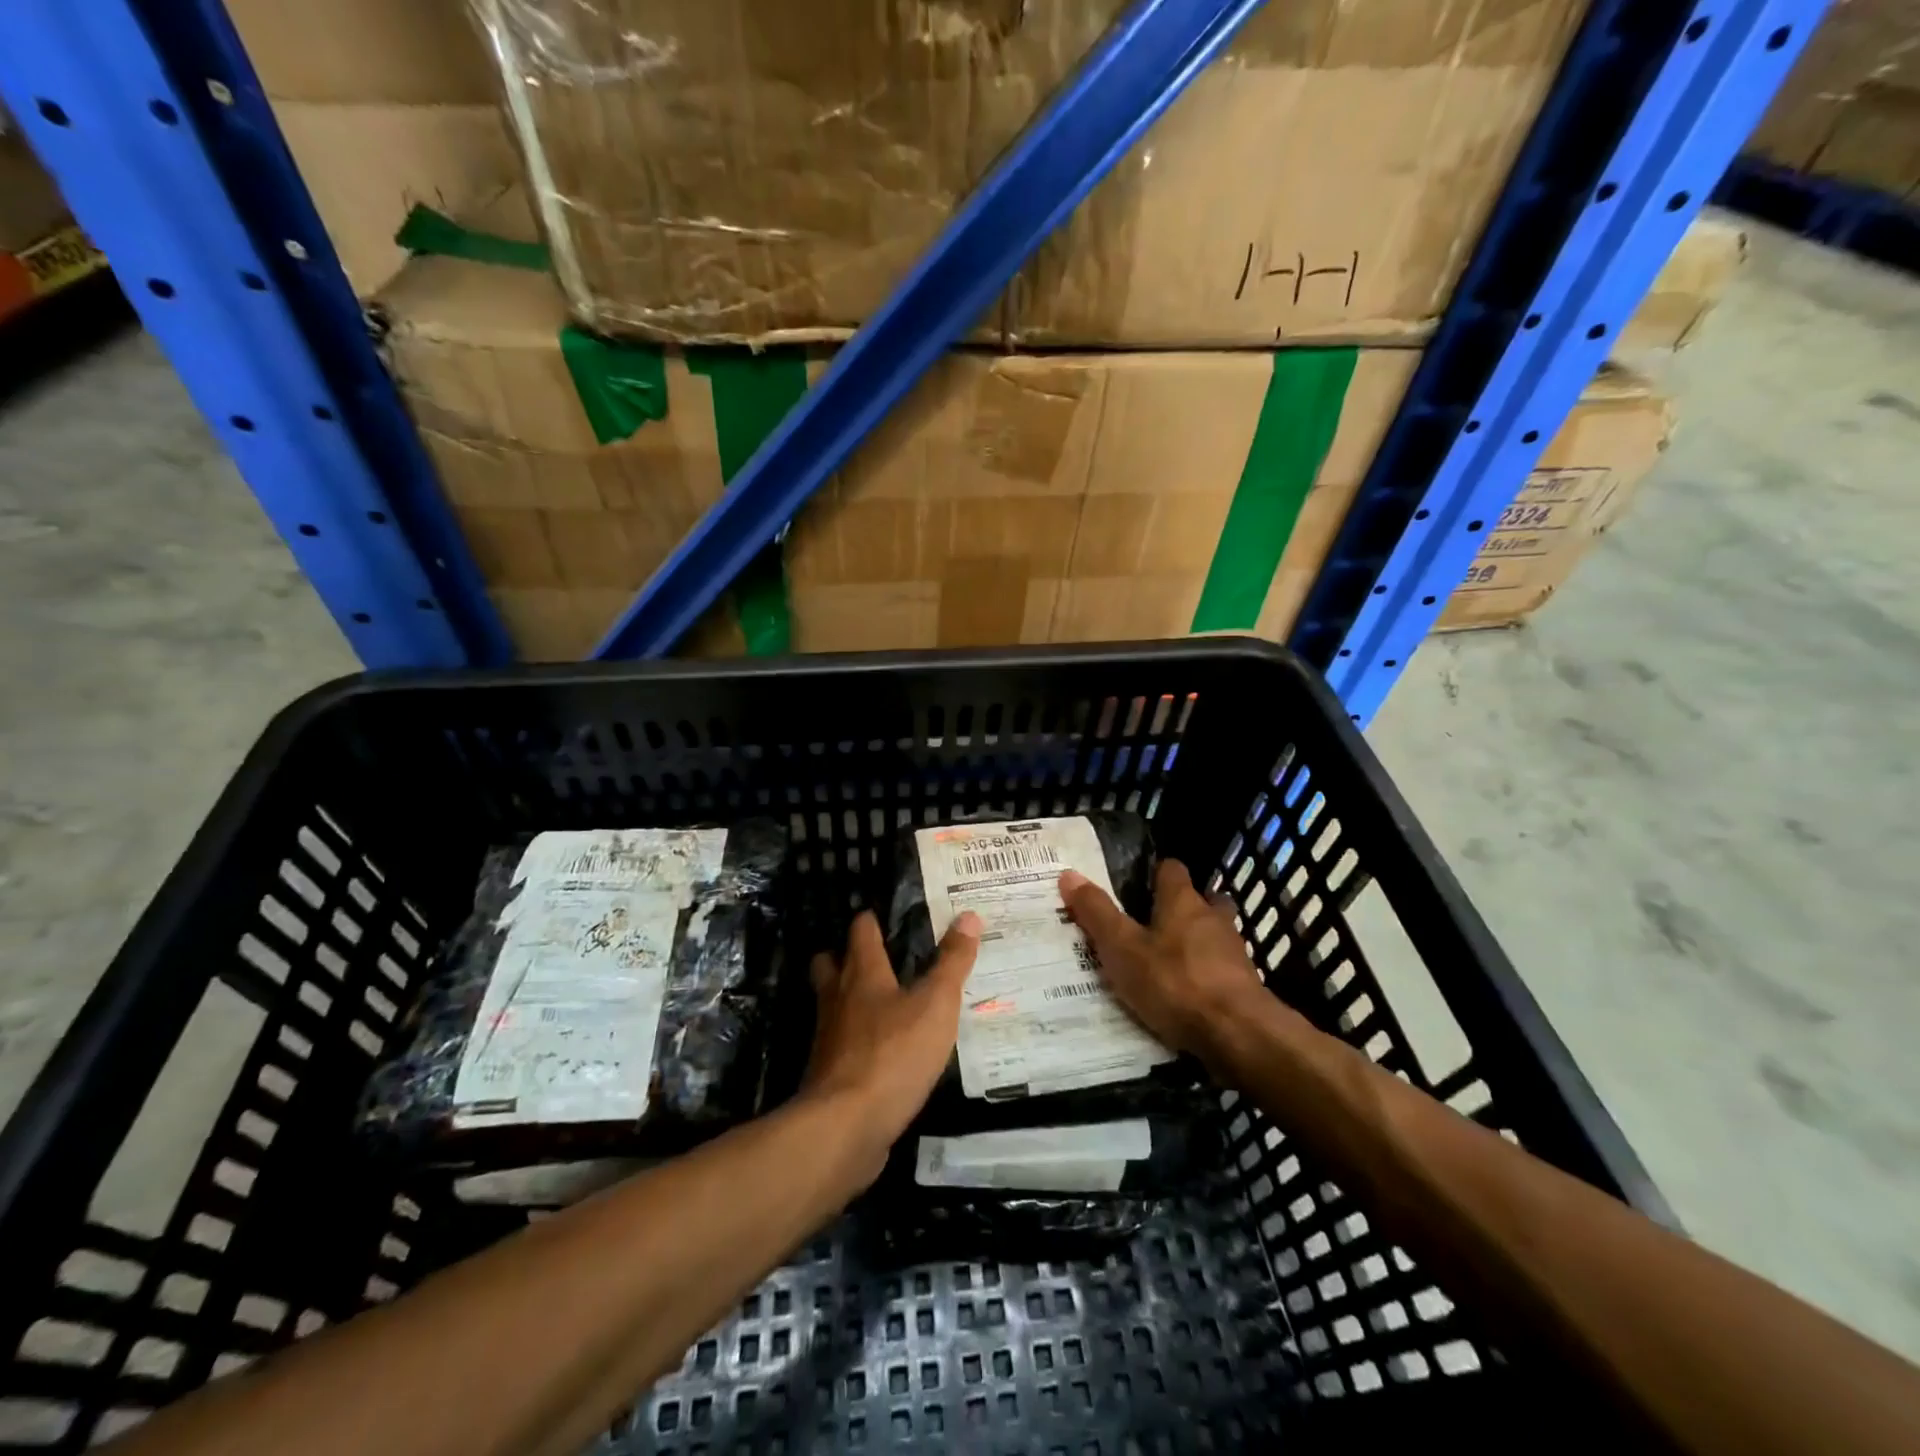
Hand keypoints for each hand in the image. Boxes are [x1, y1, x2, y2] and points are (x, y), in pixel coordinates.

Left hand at [800, 909, 980, 1176]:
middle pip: (831, 964)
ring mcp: (829, 1037)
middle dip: (846, 956)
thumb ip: (952, 962)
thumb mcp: (936, 1004)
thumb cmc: (893, 1054)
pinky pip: (841, 1044)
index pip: (861, 930)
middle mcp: (838, 998)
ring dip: (849, 999)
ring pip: (833, 1004)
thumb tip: (968, 915)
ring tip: (881, 1003)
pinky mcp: (829, 1074)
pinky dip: (856, 1041)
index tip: (886, 914)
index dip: (871, 919)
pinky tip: (880, 1051)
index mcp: (863, 973)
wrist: (846, 1126)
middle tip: (877, 956)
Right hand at [1059, 860, 1267, 1063]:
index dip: (1155, 873)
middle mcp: (1213, 919)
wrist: (1238, 1034)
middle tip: (1153, 924)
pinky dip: (1204, 977)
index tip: (1137, 885)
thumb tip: (1068, 874)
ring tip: (1166, 963)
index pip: (1172, 869)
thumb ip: (1096, 913)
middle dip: (1182, 909)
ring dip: (1195, 944)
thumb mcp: (1123, 948)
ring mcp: (1234, 953)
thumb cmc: (1174, 982)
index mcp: (1182, 901)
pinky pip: (1220, 971)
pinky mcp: (1245, 987)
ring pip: (1214, 936)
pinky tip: (1185, 996)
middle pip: (1201, 901)